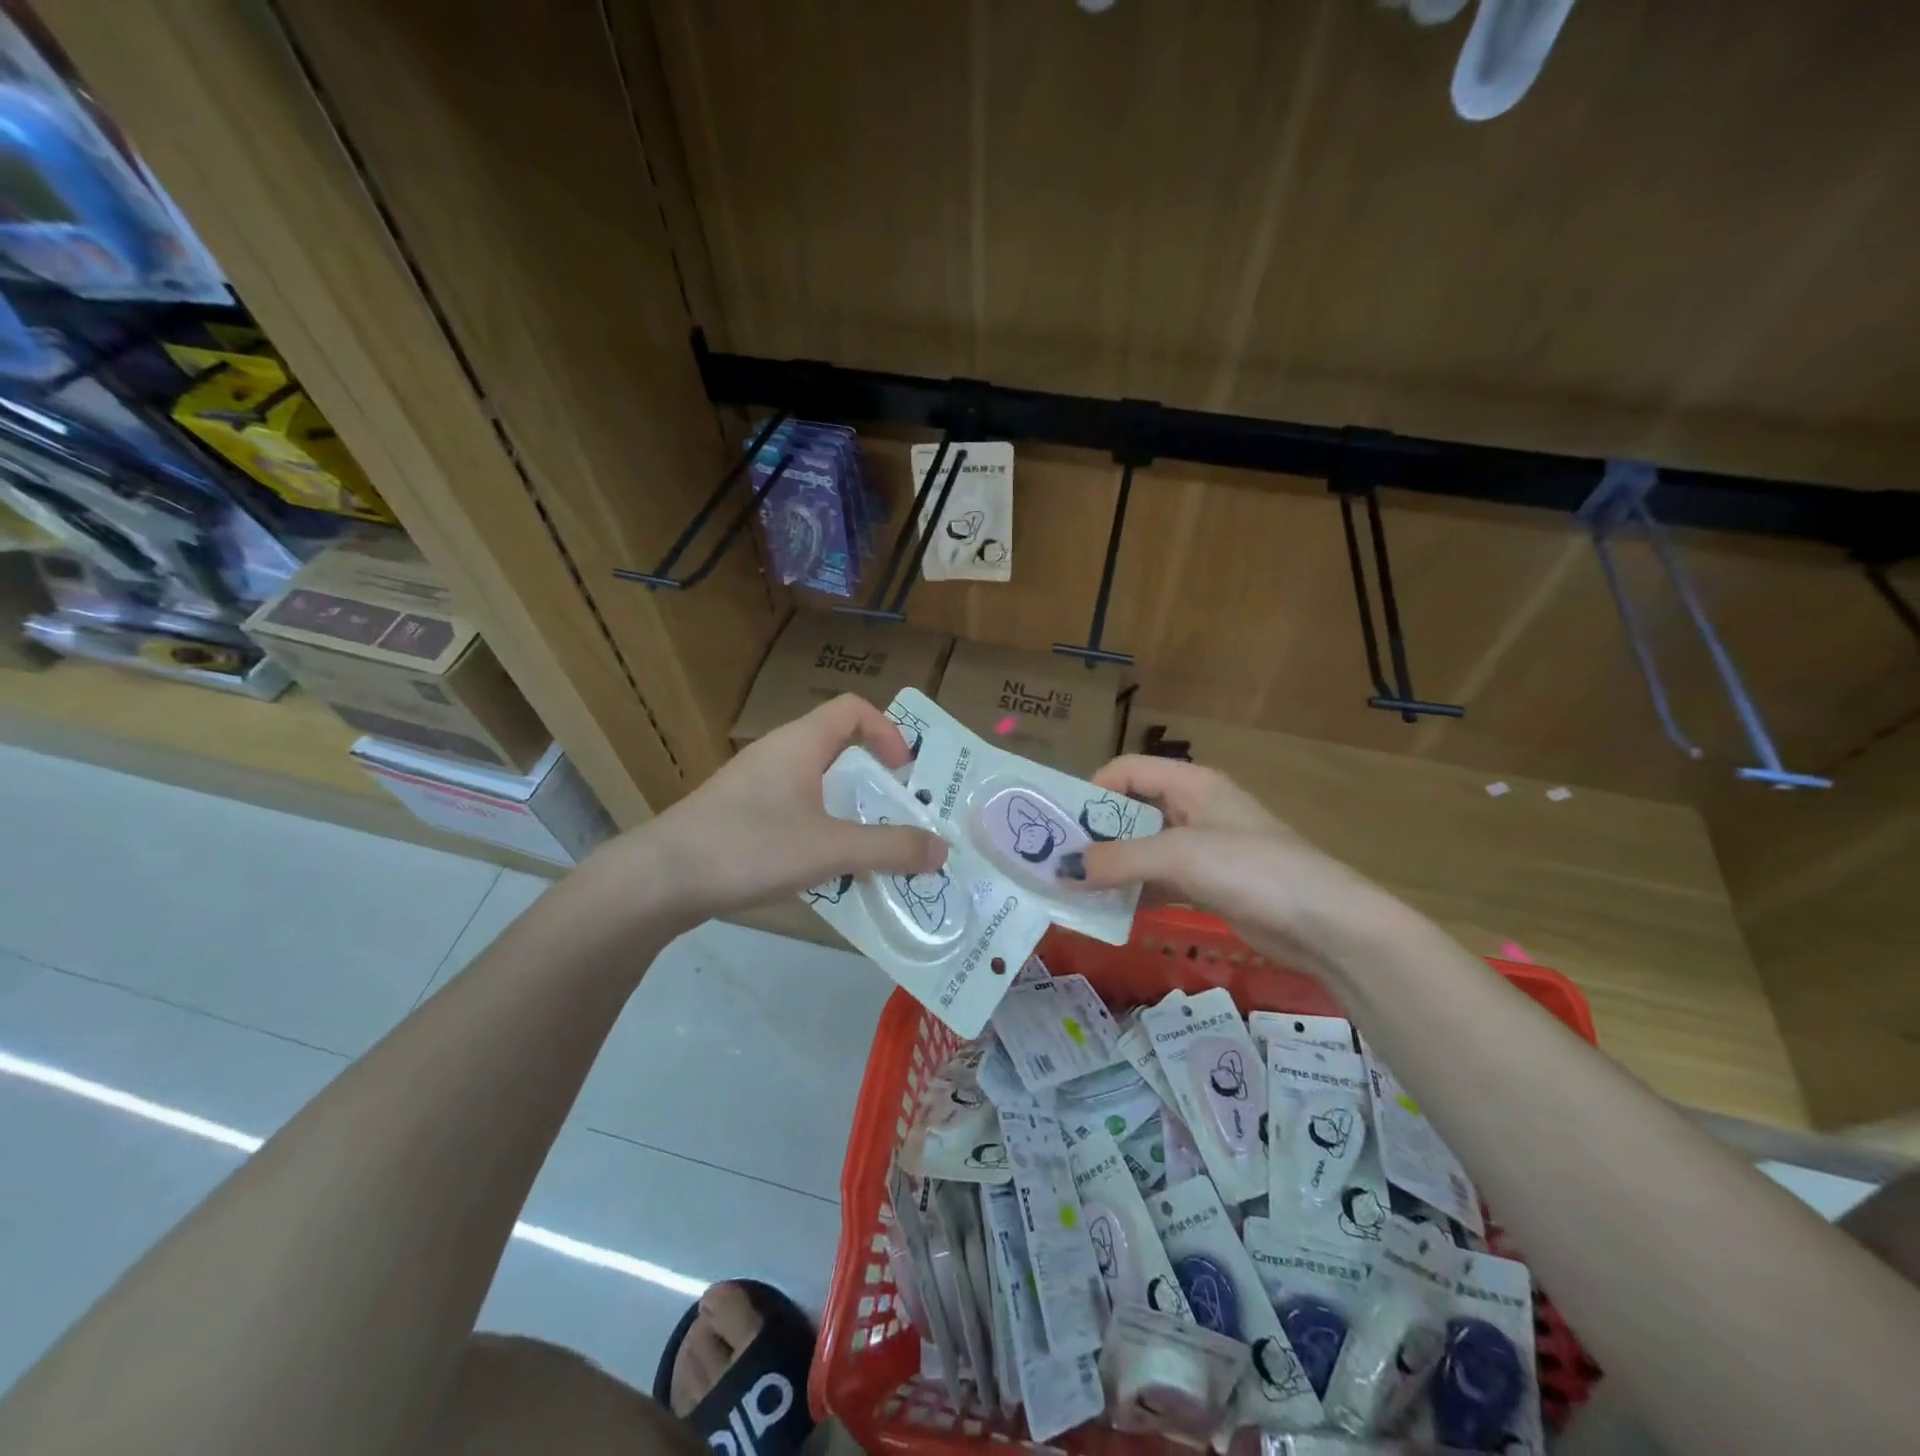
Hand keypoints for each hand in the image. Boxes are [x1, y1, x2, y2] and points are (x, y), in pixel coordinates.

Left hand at [634, 694, 946, 921]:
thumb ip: (890, 849)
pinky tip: (822, 870)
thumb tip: (942, 850)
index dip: (888, 732)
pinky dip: (820, 830)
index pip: (853, 709)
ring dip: (848, 811)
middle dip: (874, 780)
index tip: (904, 774)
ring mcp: (753, 785)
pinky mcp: (738, 816)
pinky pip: (793, 810)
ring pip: (816, 785)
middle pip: (838, 748)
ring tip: (869, 849)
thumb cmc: (749, 846)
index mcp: (800, 743)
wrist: (658, 879)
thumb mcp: (829, 849)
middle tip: (899, 815)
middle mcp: (777, 754)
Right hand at [1071, 756, 1400, 973]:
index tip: (1061, 825)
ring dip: (1112, 867)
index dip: (1092, 791)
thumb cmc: (1251, 869)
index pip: (1127, 770)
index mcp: (1190, 783)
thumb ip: (1118, 860)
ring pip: (1143, 849)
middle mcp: (1194, 809)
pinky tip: (1109, 910)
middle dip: (1095, 834)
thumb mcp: (1179, 856)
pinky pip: (1159, 880)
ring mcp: (1203, 849)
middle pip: (1132, 811)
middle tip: (1057, 862)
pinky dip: (1135, 892)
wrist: (1326, 925)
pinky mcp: (1210, 885)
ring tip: (1073, 890)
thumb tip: (1062, 871)